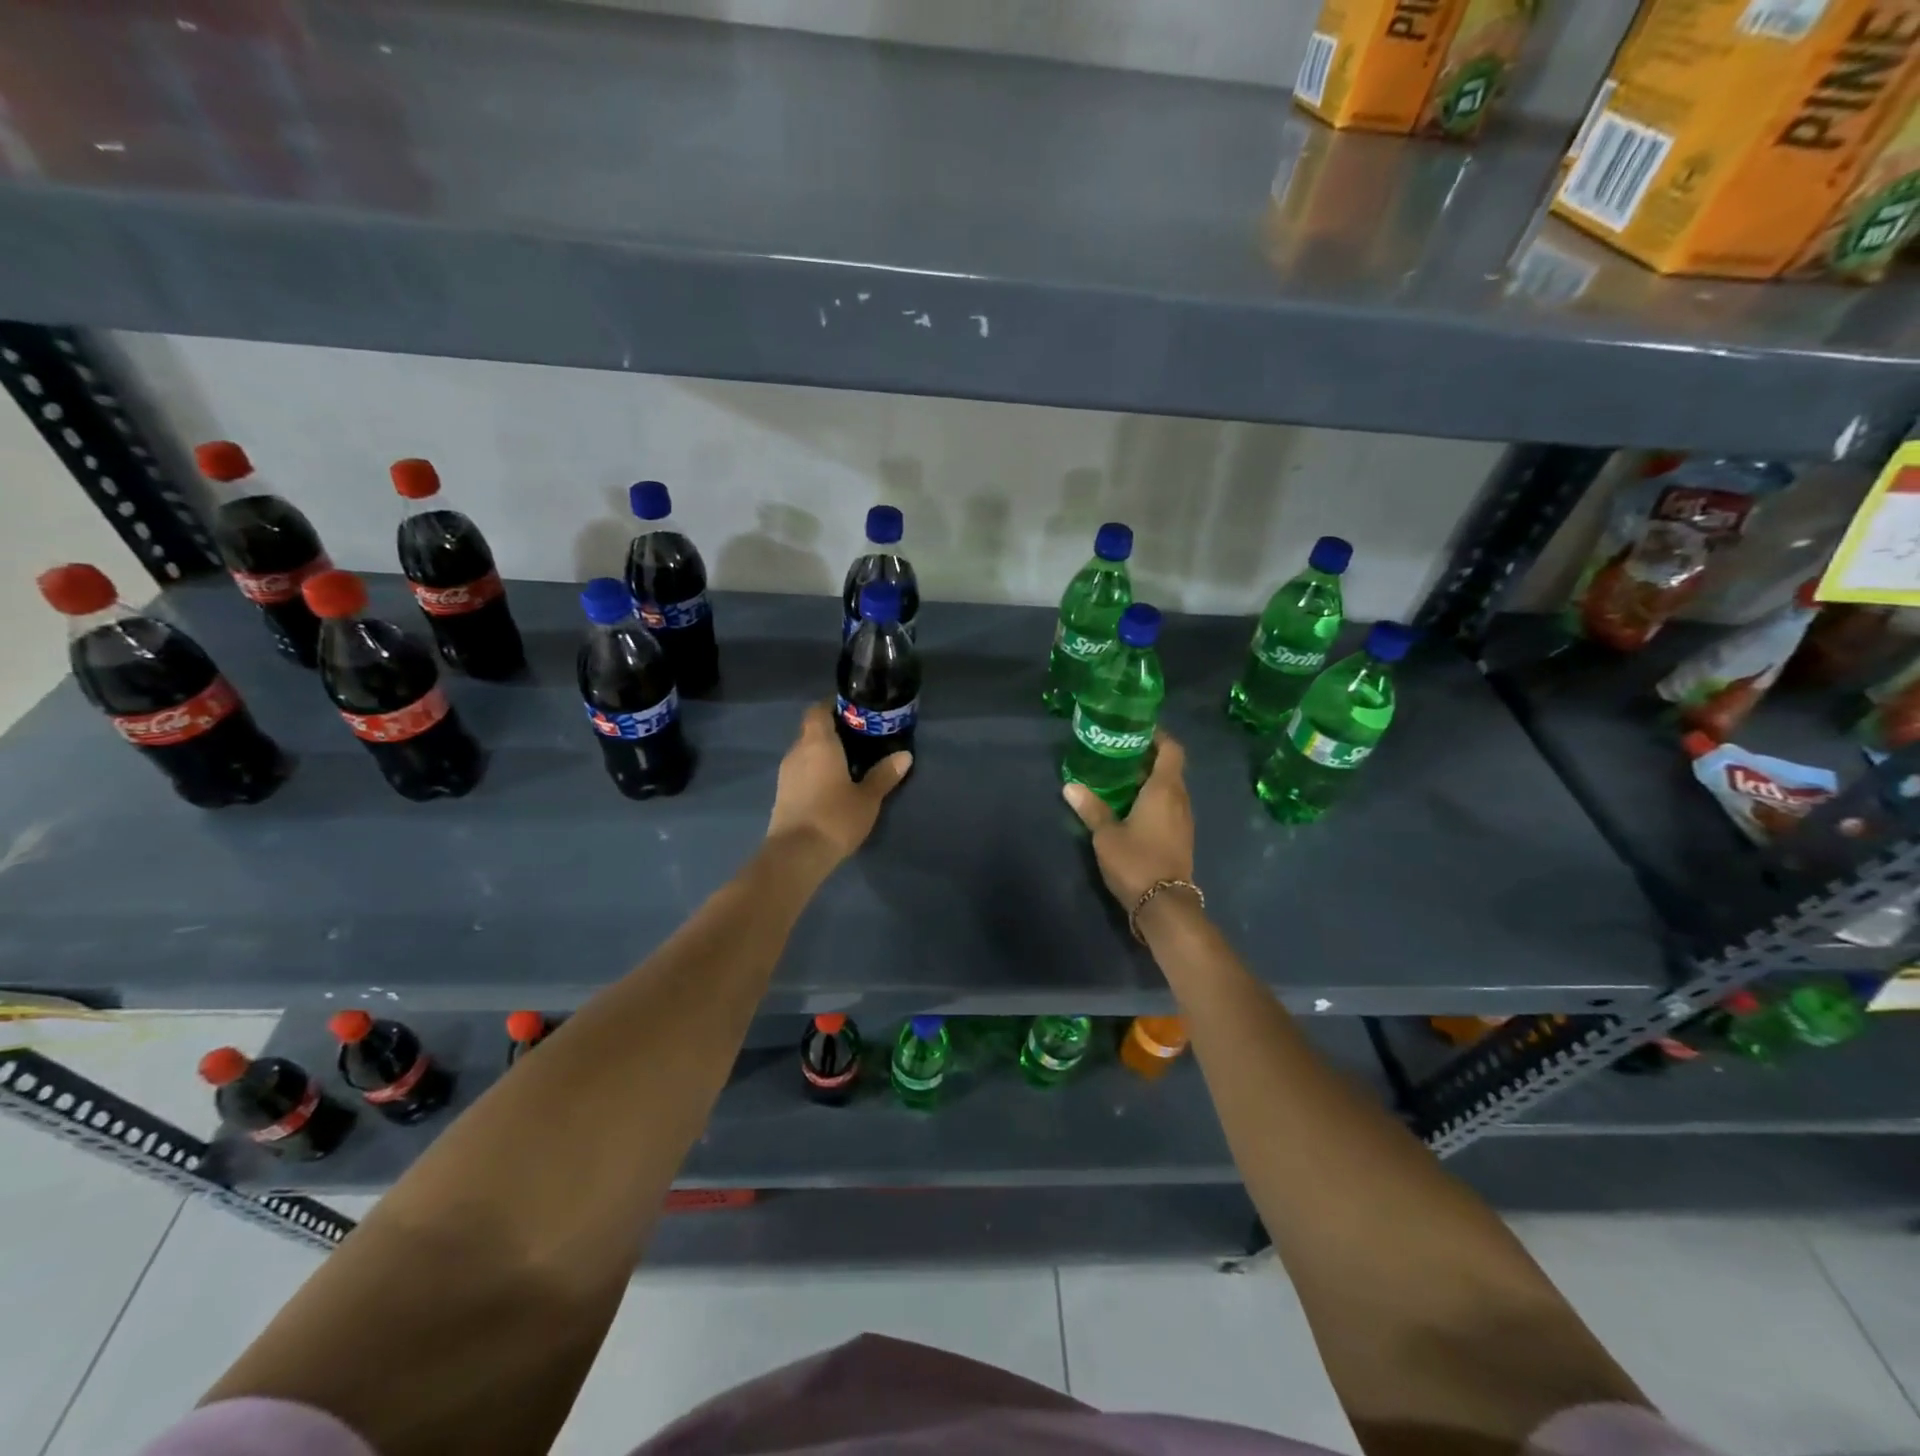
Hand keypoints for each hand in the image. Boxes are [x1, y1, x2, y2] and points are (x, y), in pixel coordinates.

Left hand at [766, 701, 911, 864]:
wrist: (796, 855)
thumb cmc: (835, 817)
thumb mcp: (868, 798)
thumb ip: (884, 774)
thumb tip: (904, 755)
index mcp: (818, 743)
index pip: (818, 710)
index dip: (833, 706)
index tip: (854, 711)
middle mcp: (797, 751)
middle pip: (812, 730)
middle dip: (833, 731)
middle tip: (860, 738)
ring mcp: (786, 773)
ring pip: (805, 752)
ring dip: (823, 753)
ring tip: (850, 762)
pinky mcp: (782, 794)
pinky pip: (801, 771)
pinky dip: (815, 771)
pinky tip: (833, 784)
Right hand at [1062, 731, 1194, 907]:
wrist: (1165, 905)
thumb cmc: (1136, 861)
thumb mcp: (1106, 834)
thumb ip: (1091, 808)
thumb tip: (1070, 786)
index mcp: (1164, 790)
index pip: (1172, 750)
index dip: (1158, 737)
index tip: (1136, 732)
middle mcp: (1180, 800)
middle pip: (1170, 768)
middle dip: (1147, 759)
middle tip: (1118, 756)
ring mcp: (1184, 820)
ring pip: (1171, 790)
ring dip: (1150, 782)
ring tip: (1120, 781)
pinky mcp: (1182, 838)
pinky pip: (1170, 807)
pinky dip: (1154, 801)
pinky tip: (1131, 809)